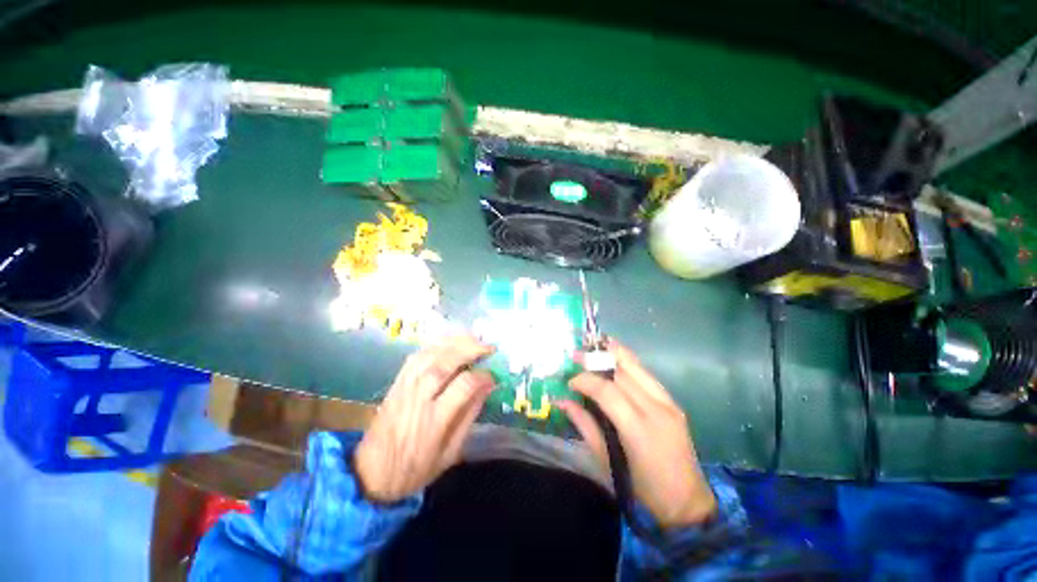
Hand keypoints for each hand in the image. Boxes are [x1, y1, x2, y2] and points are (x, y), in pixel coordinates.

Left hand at [354, 336, 494, 503]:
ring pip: (430, 355)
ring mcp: (405, 387)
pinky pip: (416, 356)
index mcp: (434, 421)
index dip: (482, 376)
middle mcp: (418, 398)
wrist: (371, 474)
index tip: (493, 377)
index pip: (463, 386)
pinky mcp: (396, 382)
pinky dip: (435, 345)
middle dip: (470, 349)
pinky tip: (449, 344)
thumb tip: (487, 387)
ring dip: (454, 343)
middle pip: (445, 363)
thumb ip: (469, 416)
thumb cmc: (415, 469)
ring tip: (473, 340)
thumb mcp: (450, 453)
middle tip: (488, 347)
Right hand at [557, 339, 716, 528]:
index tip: (570, 382)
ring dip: (614, 353)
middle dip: (597, 359)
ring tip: (594, 346)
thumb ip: (584, 425)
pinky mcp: (674, 403)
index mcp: (638, 429)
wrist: (686, 502)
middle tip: (577, 356)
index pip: (607, 390)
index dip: (585, 380)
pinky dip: (628, 363)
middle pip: (623, 371)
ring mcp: (669, 403)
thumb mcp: (606, 461)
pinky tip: (615, 360)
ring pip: (637, 367)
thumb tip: (562, 402)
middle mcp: (656, 409)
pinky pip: (647, 375)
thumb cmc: (642, 489)